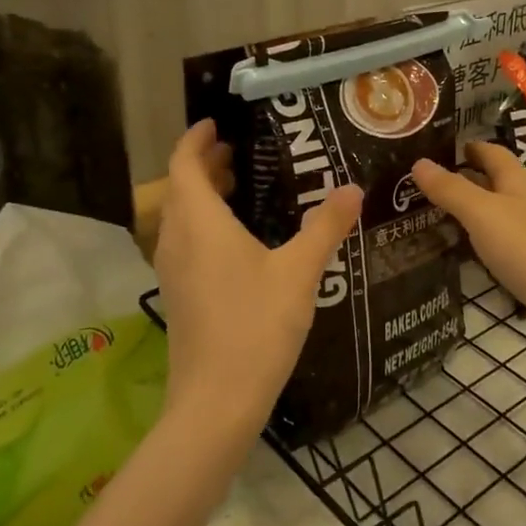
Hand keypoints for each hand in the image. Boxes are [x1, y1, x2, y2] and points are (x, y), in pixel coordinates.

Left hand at [155, 120, 362, 436]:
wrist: (217, 401)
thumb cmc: (255, 325)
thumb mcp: (299, 271)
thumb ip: (325, 226)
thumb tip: (351, 189)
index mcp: (200, 224)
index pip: (184, 165)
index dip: (195, 140)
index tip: (216, 124)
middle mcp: (178, 241)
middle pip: (180, 189)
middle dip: (204, 166)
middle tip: (239, 153)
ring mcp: (173, 272)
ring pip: (181, 218)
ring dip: (202, 196)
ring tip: (240, 189)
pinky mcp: (179, 296)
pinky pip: (185, 243)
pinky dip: (204, 226)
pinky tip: (238, 241)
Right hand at [413, 143, 525, 336]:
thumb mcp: (483, 214)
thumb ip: (451, 190)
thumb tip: (419, 162)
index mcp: (518, 180)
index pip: (490, 151)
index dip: (465, 146)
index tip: (433, 147)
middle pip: (494, 181)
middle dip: (463, 179)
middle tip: (422, 185)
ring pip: (500, 212)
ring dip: (472, 211)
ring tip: (434, 216)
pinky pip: (506, 242)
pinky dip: (485, 240)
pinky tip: (468, 252)